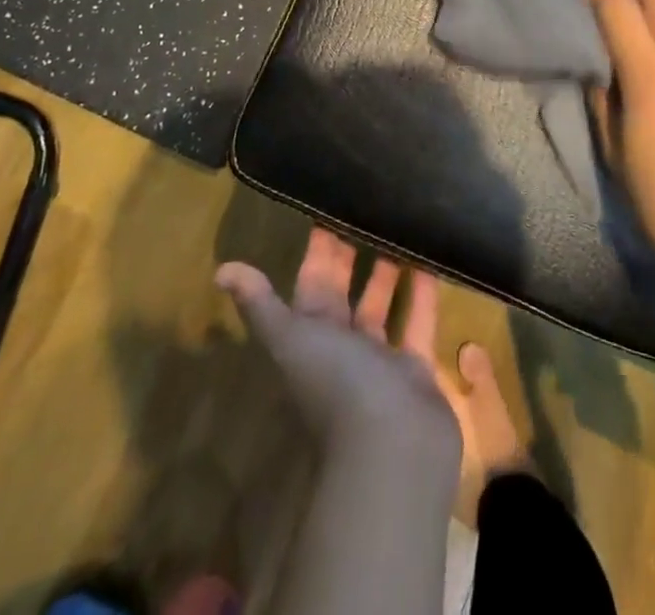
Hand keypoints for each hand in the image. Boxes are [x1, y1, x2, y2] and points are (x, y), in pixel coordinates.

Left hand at [217, 230, 461, 472]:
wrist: (391, 449)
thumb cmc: (337, 385)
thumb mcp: (292, 339)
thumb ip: (261, 305)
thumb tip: (222, 269)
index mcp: (309, 336)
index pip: (311, 282)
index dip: (319, 248)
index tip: (329, 207)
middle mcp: (341, 345)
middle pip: (346, 291)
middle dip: (353, 253)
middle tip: (370, 205)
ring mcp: (379, 358)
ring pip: (382, 304)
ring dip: (390, 270)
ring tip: (402, 224)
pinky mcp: (414, 367)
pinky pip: (418, 321)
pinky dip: (423, 293)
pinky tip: (433, 259)